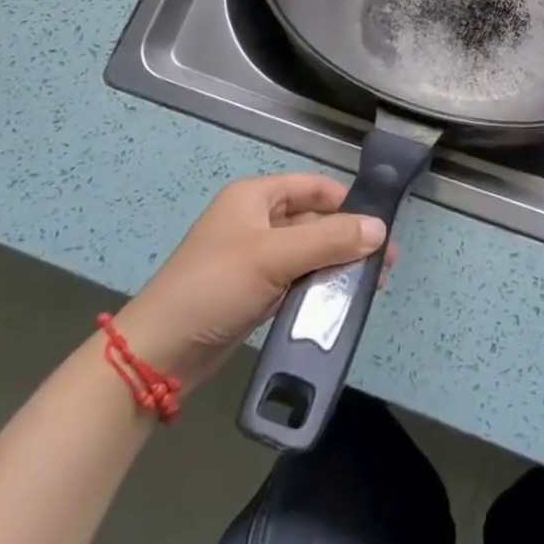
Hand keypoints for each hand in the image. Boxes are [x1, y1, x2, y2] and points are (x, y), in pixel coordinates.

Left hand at [111, 174, 391, 387]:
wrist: (158, 355)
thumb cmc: (215, 287)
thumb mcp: (274, 257)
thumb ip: (330, 240)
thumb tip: (380, 229)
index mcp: (255, 197)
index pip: (313, 187)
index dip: (348, 202)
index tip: (381, 225)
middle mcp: (256, 221)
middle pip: (314, 221)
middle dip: (349, 239)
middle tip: (385, 263)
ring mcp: (254, 258)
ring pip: (308, 253)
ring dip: (337, 265)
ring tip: (371, 284)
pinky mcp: (254, 293)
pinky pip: (296, 280)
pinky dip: (319, 287)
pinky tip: (342, 301)